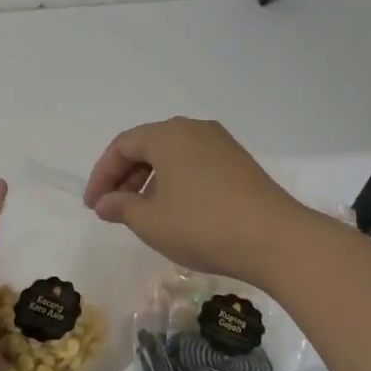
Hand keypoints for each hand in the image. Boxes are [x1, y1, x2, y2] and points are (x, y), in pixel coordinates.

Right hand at [83, 117, 311, 288]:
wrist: (276, 240)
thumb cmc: (203, 226)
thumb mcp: (151, 222)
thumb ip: (121, 207)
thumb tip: (105, 203)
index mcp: (168, 135)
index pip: (122, 146)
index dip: (102, 176)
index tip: (93, 206)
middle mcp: (194, 130)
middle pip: (147, 146)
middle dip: (125, 177)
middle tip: (113, 209)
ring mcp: (221, 144)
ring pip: (172, 156)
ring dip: (150, 181)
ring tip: (142, 213)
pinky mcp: (239, 163)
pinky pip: (194, 164)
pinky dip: (175, 182)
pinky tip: (175, 211)